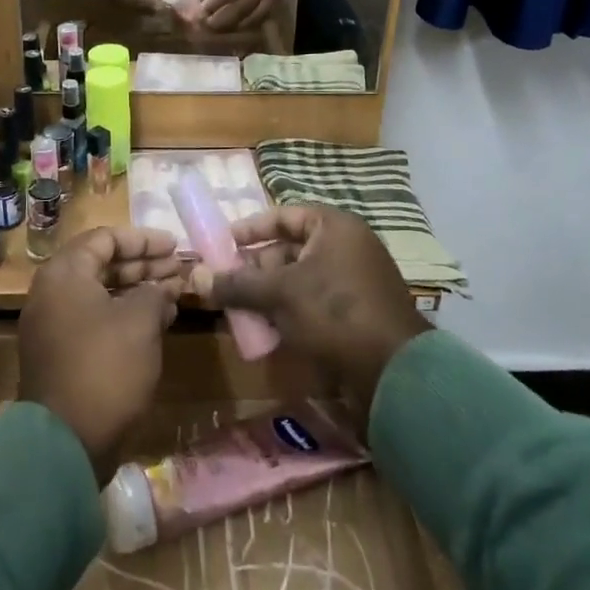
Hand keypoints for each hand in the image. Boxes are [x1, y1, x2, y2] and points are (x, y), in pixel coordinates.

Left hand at [19, 226, 184, 481]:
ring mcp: (54, 325)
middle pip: (102, 264)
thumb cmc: (105, 367)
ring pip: (101, 293)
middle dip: (144, 264)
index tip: (175, 246)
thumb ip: (154, 292)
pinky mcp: (61, 353)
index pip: (105, 238)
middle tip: (179, 269)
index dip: (143, 239)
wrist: (65, 442)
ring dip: (138, 290)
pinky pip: (96, 319)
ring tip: (176, 293)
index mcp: (64, 274)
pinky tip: (158, 321)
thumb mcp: (140, 321)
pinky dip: (125, 314)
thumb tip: (161, 288)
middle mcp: (52, 292)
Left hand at [190, 0, 279, 32]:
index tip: (197, 13)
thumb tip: (184, 1)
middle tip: (201, 25)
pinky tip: (226, 27)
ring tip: (210, 28)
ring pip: (251, 17)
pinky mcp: (274, 2)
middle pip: (243, 6)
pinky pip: (257, 20)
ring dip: (229, 26)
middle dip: (220, 19)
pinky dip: (240, 26)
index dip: (214, 3)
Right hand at [191, 206, 428, 417]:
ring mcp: (355, 281)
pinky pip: (314, 302)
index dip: (250, 229)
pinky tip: (268, 332)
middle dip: (256, 268)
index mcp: (334, 227)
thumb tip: (195, 278)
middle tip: (227, 284)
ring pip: (299, 279)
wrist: (394, 373)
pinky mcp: (357, 313)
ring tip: (241, 311)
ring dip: (269, 293)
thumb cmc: (334, 313)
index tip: (222, 244)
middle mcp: (348, 246)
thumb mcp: (279, 294)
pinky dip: (290, 311)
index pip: (283, 215)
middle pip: (290, 249)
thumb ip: (237, 284)